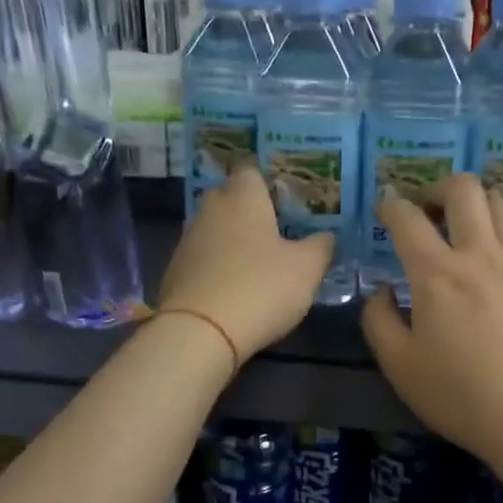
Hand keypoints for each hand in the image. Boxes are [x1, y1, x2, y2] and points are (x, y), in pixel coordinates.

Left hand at [159, 164, 333, 362]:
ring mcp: (188, 240)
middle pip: (231, 199)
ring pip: (216, 230)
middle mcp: (211, 209)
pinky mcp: (175, 272)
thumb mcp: (307, 268)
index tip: (288, 201)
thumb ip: (321, 246)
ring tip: (259, 264)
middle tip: (278, 232)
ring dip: (234, 242)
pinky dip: (219, 268)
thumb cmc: (261, 287)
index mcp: (243, 197)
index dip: (270, 183)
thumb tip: (326, 236)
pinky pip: (204, 259)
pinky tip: (235, 288)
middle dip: (251, 212)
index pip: (252, 171)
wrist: (201, 332)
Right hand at [361, 173, 502, 469]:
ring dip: (476, 204)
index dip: (390, 206)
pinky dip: (502, 234)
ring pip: (501, 204)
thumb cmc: (459, 396)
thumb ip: (379, 319)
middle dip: (437, 188)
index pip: (407, 218)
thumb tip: (382, 291)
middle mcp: (480, 254)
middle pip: (464, 189)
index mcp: (437, 273)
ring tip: (463, 228)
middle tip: (426, 210)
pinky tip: (495, 262)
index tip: (385, 210)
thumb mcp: (399, 365)